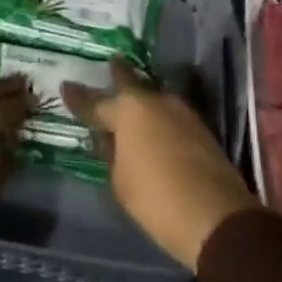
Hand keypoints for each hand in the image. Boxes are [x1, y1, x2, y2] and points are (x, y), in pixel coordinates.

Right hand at [63, 62, 256, 268]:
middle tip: (110, 63)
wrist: (216, 217)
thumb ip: (111, 153)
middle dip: (118, 74)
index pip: (95, 102)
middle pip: (130, 82)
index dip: (78, 97)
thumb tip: (110, 139)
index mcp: (128, 110)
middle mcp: (154, 101)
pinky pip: (169, 116)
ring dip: (141, 101)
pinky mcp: (201, 129)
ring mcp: (181, 112)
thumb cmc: (156, 198)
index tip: (66, 86)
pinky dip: (158, 119)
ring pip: (153, 99)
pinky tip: (153, 128)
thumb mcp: (119, 181)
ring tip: (130, 105)